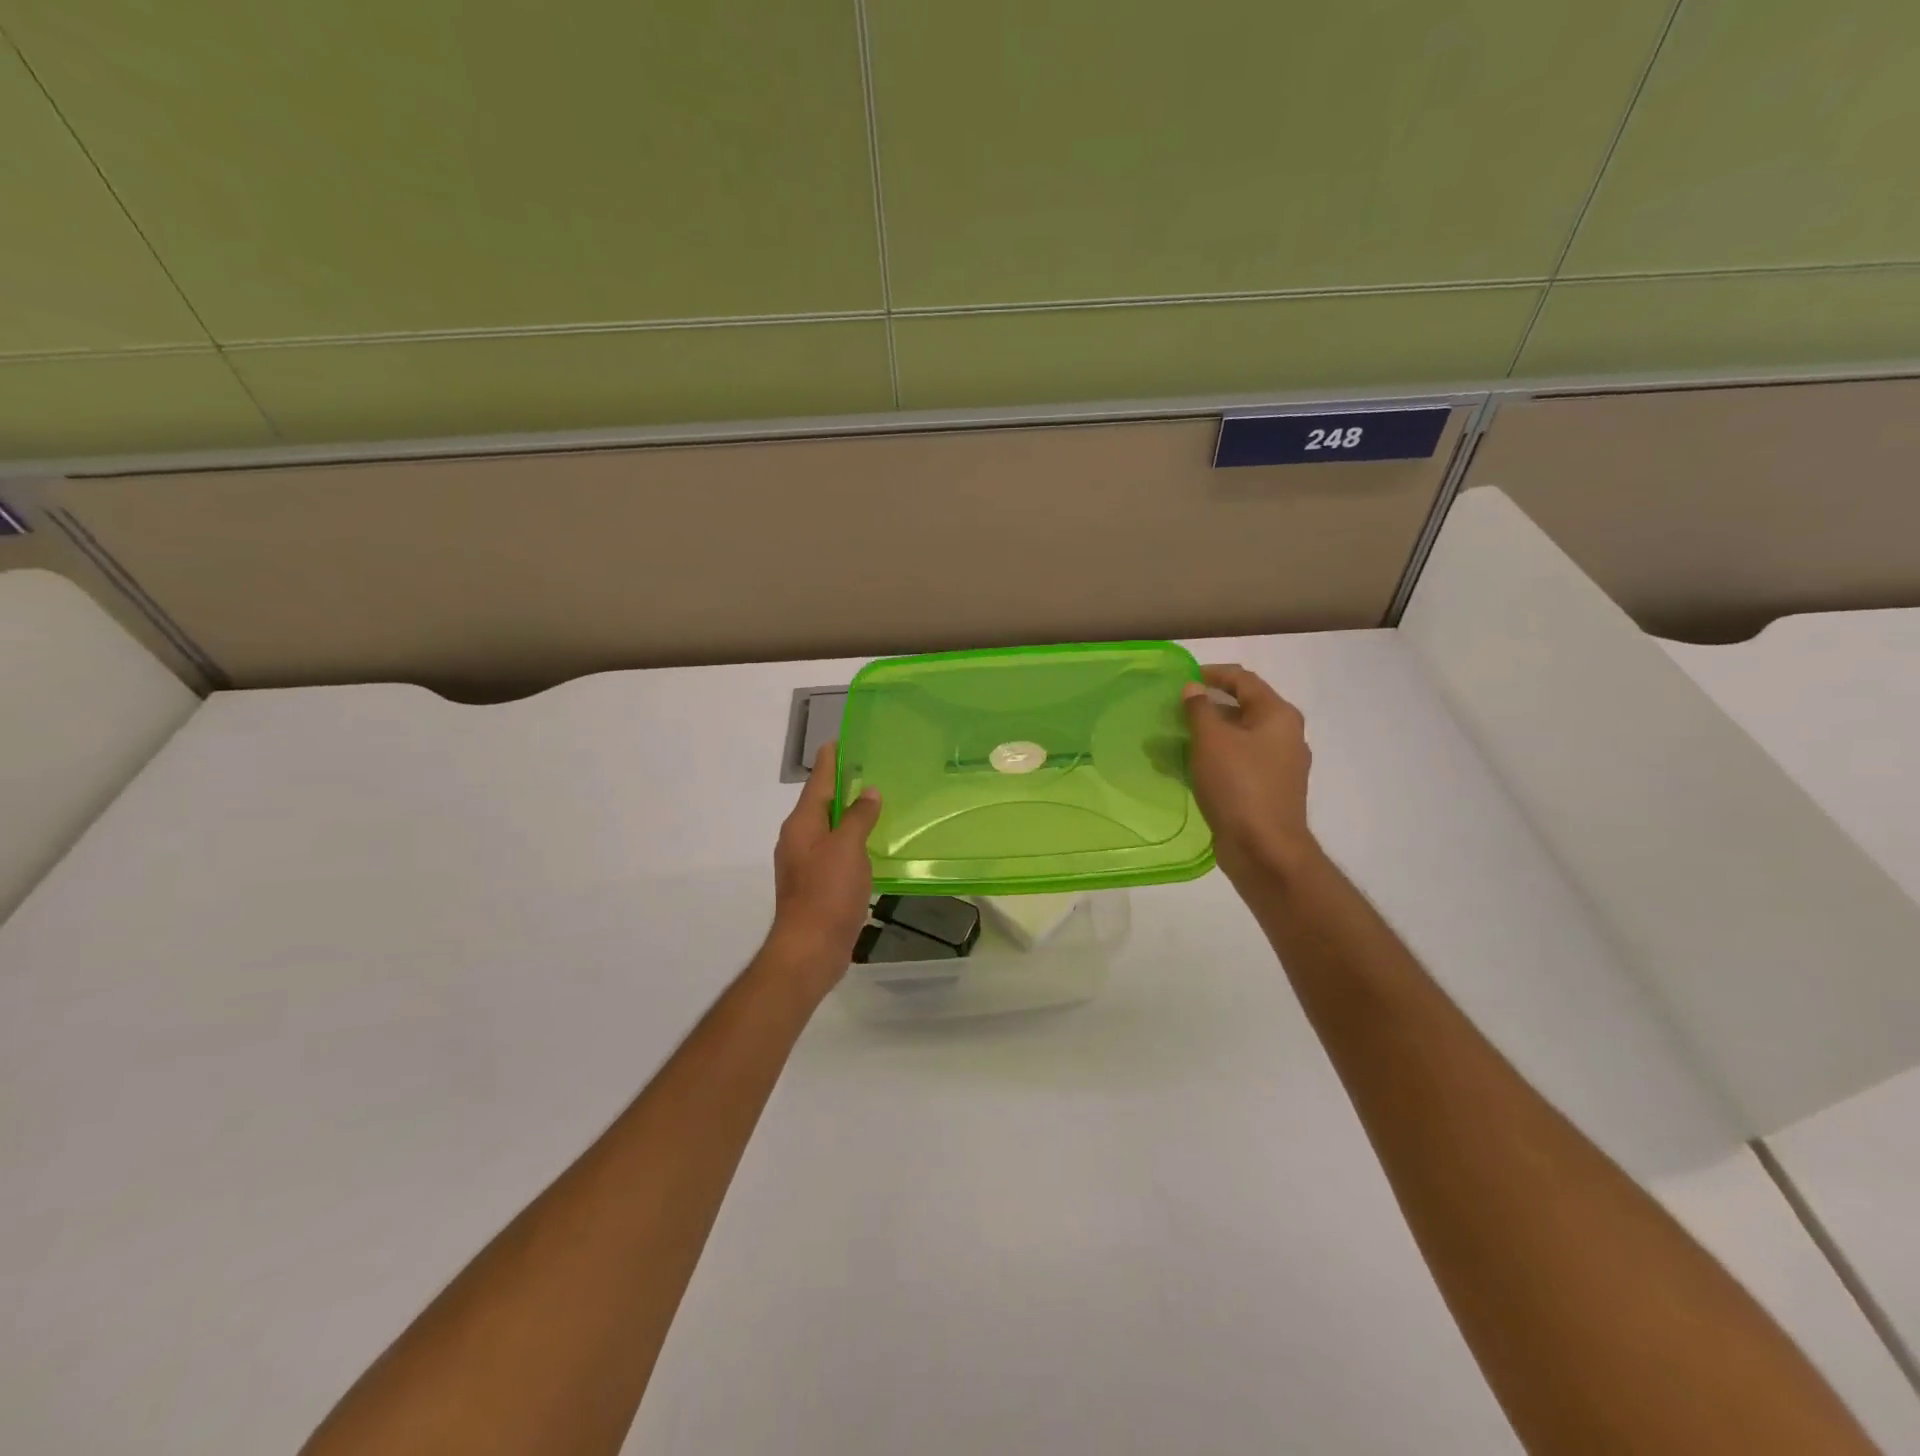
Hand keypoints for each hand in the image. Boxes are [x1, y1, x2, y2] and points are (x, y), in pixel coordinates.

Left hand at [766, 742, 882, 994]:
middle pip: (820, 804)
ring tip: (872, 802)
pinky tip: (868, 844)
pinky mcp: (816, 885)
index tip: (839, 741)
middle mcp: (798, 839)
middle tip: (865, 769)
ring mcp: (805, 863)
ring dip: (846, 815)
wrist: (810, 948)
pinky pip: (834, 851)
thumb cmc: (827, 892)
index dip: (829, 761)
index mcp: (802, 824)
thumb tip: (868, 792)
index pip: (817, 782)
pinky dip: (850, 841)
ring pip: (828, 829)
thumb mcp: (848, 848)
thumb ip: (858, 817)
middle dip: (840, 786)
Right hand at [1183, 665, 1319, 885]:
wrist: (1264, 849)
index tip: (1182, 679)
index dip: (1212, 674)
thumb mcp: (1212, 740)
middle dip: (1204, 709)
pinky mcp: (1265, 791)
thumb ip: (1199, 709)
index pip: (1244, 680)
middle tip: (1172, 712)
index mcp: (1278, 716)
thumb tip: (1193, 688)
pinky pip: (1234, 765)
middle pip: (1241, 709)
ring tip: (1169, 742)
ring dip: (1203, 737)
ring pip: (1235, 739)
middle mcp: (1284, 736)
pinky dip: (1210, 761)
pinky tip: (1183, 769)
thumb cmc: (1239, 786)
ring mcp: (1277, 766)